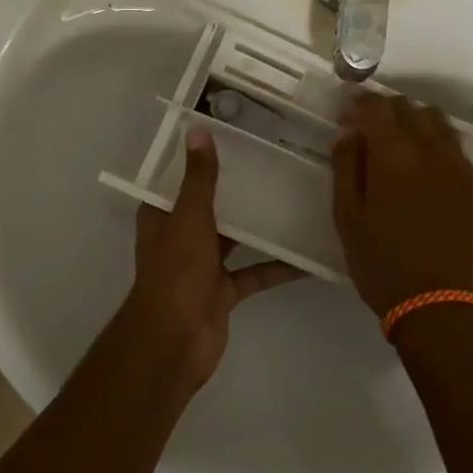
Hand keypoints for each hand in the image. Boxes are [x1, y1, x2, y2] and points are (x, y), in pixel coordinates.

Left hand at [125, 127, 304, 383]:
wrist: (176, 341)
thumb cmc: (177, 272)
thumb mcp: (190, 217)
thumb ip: (199, 178)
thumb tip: (198, 131)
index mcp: (163, 217)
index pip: (178, 180)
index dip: (198, 161)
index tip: (231, 138)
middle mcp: (181, 238)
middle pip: (211, 208)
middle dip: (236, 190)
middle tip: (274, 163)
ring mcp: (203, 267)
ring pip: (235, 239)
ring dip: (259, 226)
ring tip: (295, 200)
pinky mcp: (224, 292)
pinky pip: (254, 273)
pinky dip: (278, 267)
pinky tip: (308, 256)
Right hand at [331, 94, 472, 318]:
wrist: (440, 305)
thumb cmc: (382, 264)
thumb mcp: (348, 218)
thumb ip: (345, 168)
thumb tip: (349, 135)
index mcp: (394, 155)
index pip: (377, 107)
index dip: (358, 104)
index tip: (346, 115)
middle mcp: (432, 150)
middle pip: (409, 108)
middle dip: (385, 110)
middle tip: (367, 130)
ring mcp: (461, 167)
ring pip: (438, 121)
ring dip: (414, 121)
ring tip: (398, 144)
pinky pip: (456, 148)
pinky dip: (436, 144)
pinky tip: (425, 169)